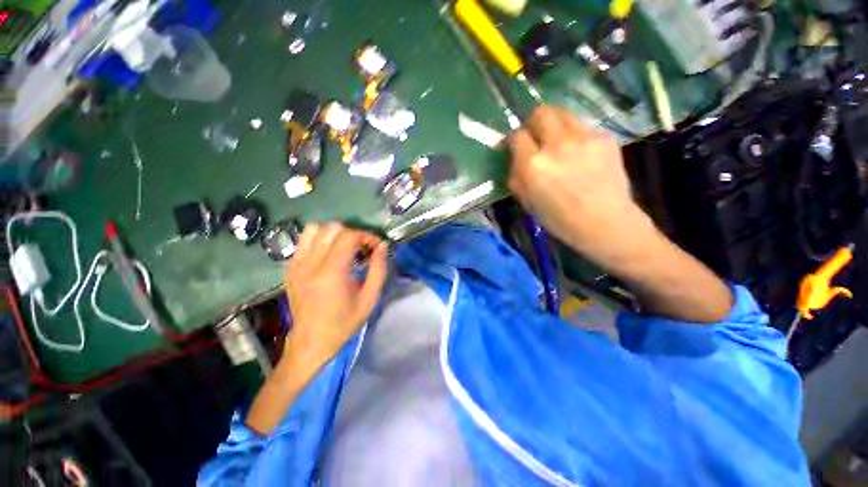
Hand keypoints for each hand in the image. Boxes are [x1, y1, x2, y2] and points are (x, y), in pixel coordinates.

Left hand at [284, 223, 387, 364]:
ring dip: (334, 234)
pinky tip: (328, 255)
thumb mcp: (370, 298)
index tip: (376, 247)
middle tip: (362, 249)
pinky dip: (319, 240)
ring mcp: (296, 264)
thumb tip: (383, 246)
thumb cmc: (344, 322)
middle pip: (332, 228)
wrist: (311, 341)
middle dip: (353, 234)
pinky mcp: (290, 267)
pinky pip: (304, 240)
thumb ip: (379, 269)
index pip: (349, 236)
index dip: (366, 236)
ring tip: (344, 248)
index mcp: (331, 273)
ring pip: (314, 229)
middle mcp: (310, 263)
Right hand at [507, 105, 637, 253]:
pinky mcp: (604, 137)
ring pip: (563, 114)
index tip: (512, 145)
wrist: (604, 222)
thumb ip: (516, 175)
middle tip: (534, 134)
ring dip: (554, 125)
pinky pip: (582, 128)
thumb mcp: (526, 200)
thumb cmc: (559, 219)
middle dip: (533, 121)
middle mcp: (556, 145)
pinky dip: (575, 138)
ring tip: (557, 143)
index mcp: (533, 165)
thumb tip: (514, 157)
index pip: (517, 135)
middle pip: (541, 112)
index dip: (512, 138)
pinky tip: (579, 155)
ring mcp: (583, 138)